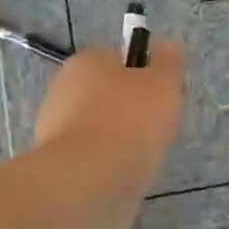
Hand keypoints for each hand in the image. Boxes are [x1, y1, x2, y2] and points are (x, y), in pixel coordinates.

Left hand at [34, 42, 186, 228]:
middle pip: (114, 94)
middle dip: (140, 110)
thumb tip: (168, 47)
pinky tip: (127, 174)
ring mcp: (58, 128)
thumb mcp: (163, 83)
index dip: (152, 75)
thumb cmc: (130, 121)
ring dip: (127, 139)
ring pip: (106, 128)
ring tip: (146, 156)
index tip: (171, 96)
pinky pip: (98, 156)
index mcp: (86, 62)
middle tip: (162, 128)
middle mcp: (65, 89)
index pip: (125, 59)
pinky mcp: (61, 164)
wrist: (91, 181)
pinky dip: (114, 163)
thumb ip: (169, 62)